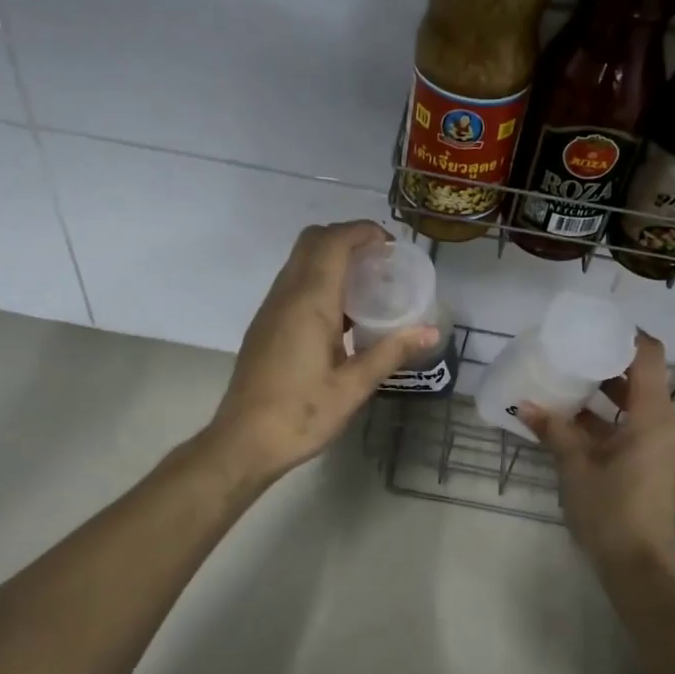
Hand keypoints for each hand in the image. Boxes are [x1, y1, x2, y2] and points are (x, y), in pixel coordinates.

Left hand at [208, 221, 438, 480]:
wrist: (244, 441)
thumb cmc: (301, 414)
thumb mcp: (353, 387)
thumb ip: (391, 353)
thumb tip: (430, 331)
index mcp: (309, 302)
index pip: (333, 242)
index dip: (362, 232)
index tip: (390, 246)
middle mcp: (286, 295)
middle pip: (312, 241)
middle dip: (347, 238)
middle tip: (380, 262)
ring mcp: (271, 309)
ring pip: (300, 261)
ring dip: (331, 258)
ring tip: (367, 285)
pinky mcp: (265, 325)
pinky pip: (293, 284)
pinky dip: (319, 279)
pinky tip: (341, 314)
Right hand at [520, 332, 674, 568]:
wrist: (639, 567)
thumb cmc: (610, 510)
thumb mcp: (576, 467)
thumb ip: (554, 430)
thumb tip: (524, 405)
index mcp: (653, 416)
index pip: (649, 356)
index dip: (626, 336)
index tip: (594, 328)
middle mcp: (665, 426)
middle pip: (642, 379)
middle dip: (607, 366)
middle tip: (570, 356)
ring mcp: (662, 448)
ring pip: (636, 407)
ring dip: (605, 396)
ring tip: (567, 386)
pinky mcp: (655, 467)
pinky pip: (634, 430)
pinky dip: (609, 422)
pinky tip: (574, 425)